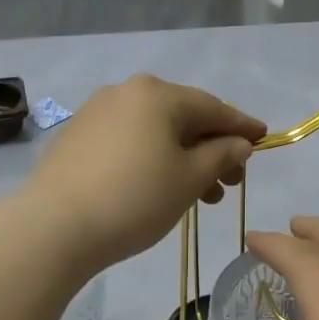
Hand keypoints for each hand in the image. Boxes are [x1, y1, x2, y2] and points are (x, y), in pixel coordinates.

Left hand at [27, 75, 265, 270]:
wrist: (54, 227)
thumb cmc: (135, 199)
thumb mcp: (189, 179)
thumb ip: (221, 155)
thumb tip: (238, 143)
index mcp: (158, 94)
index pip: (213, 108)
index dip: (242, 126)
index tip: (264, 139)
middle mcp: (126, 92)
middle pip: (183, 117)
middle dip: (212, 148)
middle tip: (230, 183)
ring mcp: (97, 112)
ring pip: (155, 130)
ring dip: (184, 158)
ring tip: (200, 196)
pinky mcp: (77, 137)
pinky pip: (129, 140)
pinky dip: (152, 158)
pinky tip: (159, 186)